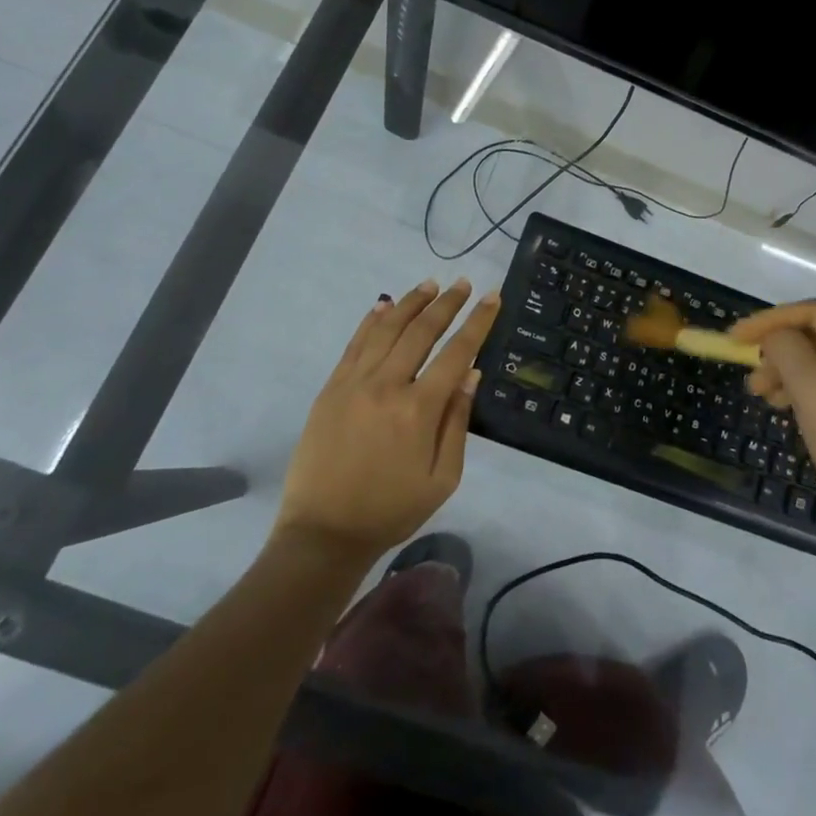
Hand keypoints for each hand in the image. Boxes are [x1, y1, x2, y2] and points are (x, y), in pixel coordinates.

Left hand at [276, 278, 500, 559]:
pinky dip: (371, 320)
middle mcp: (387, 385)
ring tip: (430, 284)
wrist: (324, 531)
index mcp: (419, 410)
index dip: (477, 322)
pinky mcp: (331, 388)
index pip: (456, 353)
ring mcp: (354, 383)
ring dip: (411, 303)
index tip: (491, 297)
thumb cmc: (391, 510)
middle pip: (422, 331)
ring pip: (387, 329)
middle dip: (447, 303)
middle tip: (463, 284)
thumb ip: (457, 422)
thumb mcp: (441, 478)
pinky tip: (384, 305)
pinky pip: (355, 344)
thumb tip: (471, 373)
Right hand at [729, 300, 815, 566]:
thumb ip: (787, 349)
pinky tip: (796, 415)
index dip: (769, 321)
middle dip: (782, 354)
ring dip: (795, 377)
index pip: (815, 313)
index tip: (734, 339)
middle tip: (751, 381)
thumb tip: (776, 337)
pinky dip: (815, 396)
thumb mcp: (814, 391)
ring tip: (766, 399)